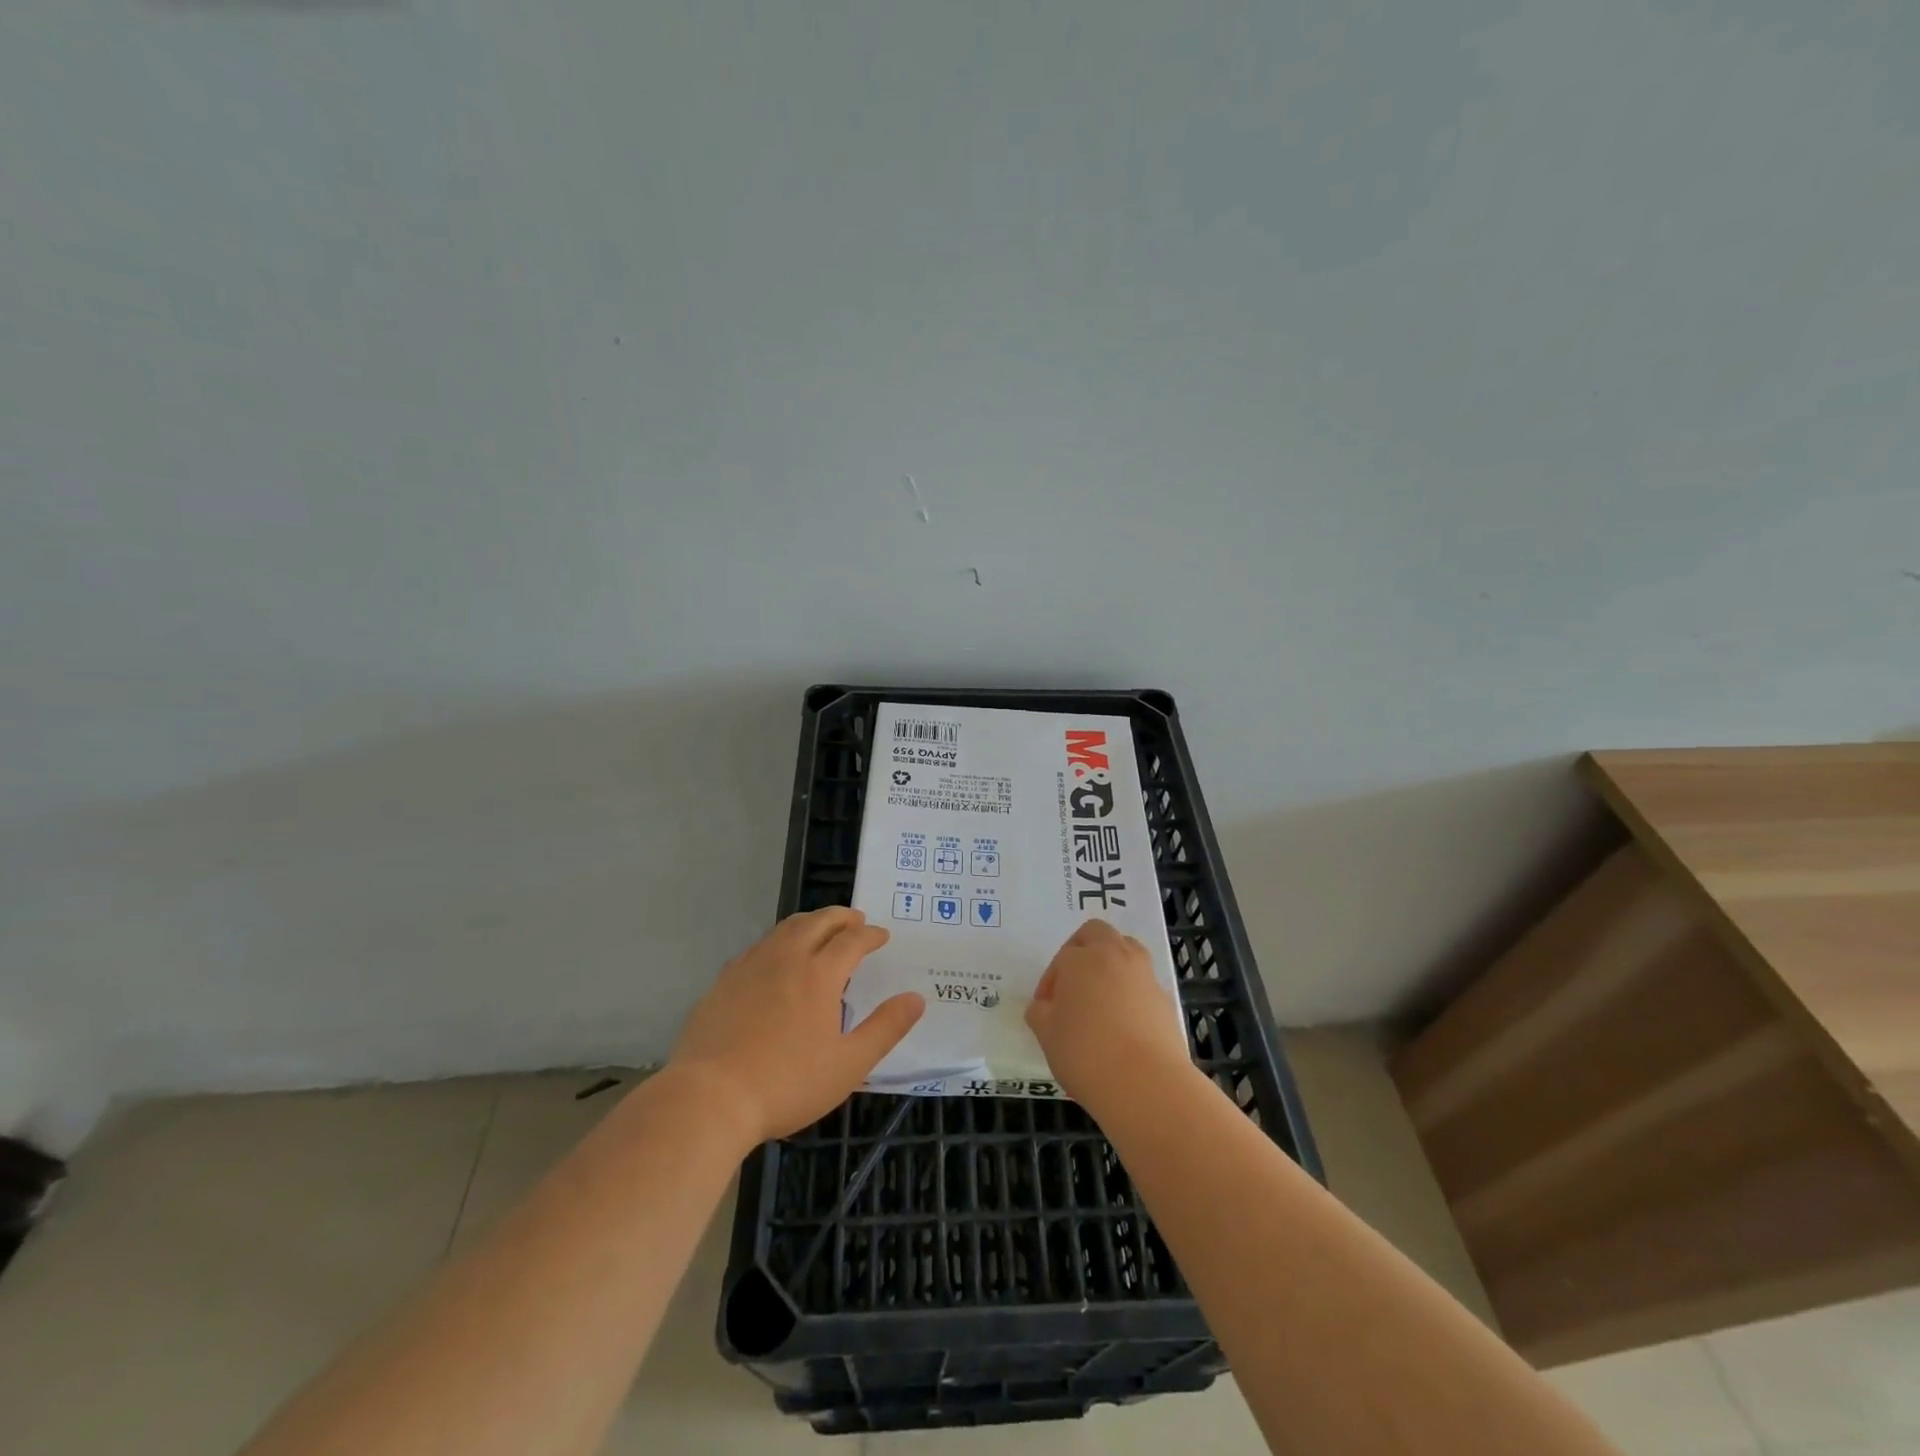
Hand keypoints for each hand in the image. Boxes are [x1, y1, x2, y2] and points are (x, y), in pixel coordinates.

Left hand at [671, 907, 924, 1144]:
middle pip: (818, 922)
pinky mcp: (724, 981)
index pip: (852, 940)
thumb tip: (916, 998)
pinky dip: (779, 940)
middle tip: (855, 920)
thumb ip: (885, 1028)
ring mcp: (750, 966)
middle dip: (841, 917)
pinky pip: (759, 946)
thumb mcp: (849, 1064)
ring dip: (810, 922)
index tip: (882, 936)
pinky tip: (776, 958)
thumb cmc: (787, 1083)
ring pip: (785, 928)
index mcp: (819, 974)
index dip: (870, 934)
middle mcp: (786, 958)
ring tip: (820, 928)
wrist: (710, 1098)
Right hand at [1026, 919, 1190, 1107]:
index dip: (1051, 981)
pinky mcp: (1166, 1000)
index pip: (1062, 957)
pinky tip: (1123, 1027)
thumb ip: (1041, 1013)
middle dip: (1083, 951)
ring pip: (1126, 952)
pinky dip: (1131, 995)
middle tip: (1073, 985)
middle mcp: (1116, 956)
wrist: (1147, 1084)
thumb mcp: (1047, 1035)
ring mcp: (1145, 976)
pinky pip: (1143, 985)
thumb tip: (1044, 1007)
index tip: (1046, 1008)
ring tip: (1100, 1002)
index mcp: (1082, 958)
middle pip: (1098, 934)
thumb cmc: (1086, 1053)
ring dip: (1111, 967)